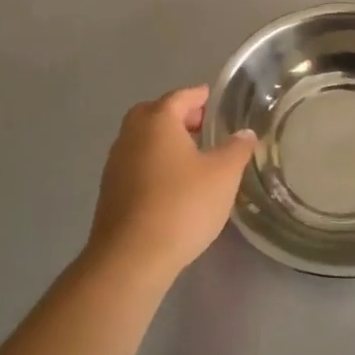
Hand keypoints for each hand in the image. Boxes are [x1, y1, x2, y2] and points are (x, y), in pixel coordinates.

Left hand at [86, 86, 255, 282]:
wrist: (131, 258)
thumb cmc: (182, 204)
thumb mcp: (224, 175)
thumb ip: (237, 149)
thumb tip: (244, 133)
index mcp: (157, 122)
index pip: (180, 97)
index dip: (200, 96)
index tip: (215, 100)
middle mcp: (131, 136)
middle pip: (154, 114)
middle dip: (178, 116)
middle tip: (203, 126)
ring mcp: (115, 165)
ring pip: (142, 140)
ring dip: (164, 141)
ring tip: (193, 157)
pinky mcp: (109, 192)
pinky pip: (135, 164)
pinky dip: (154, 163)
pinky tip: (173, 183)